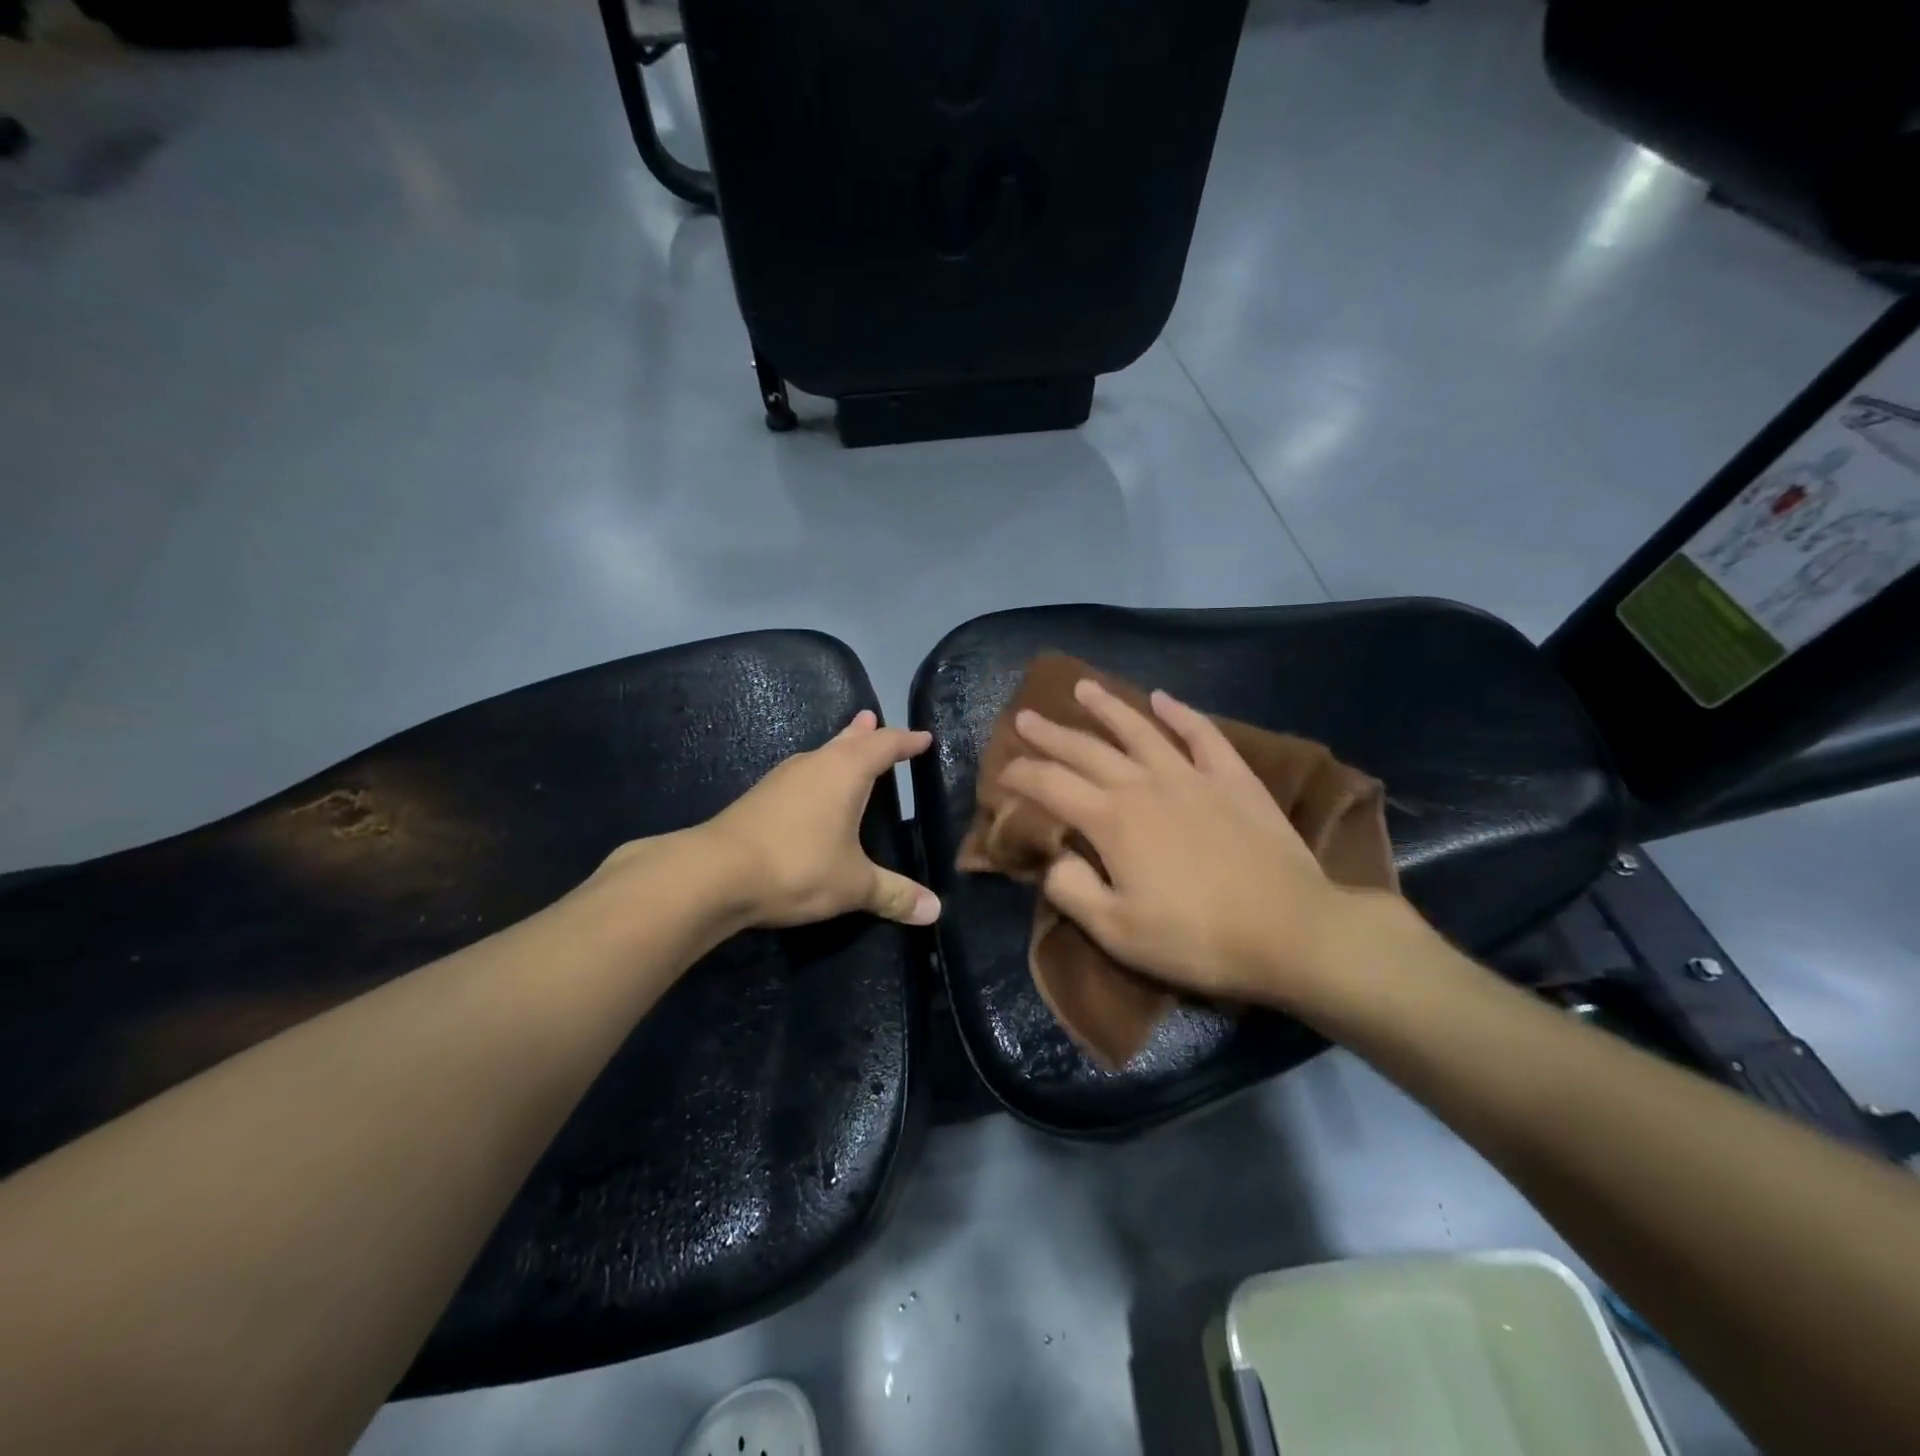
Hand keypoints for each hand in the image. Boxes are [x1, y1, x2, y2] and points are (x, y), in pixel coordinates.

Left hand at [702, 710, 940, 928]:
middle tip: (874, 720)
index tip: (924, 738)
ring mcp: (782, 779)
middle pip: (847, 741)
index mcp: (845, 772)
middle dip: (866, 734)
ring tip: (849, 746)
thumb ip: (894, 895)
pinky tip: (812, 791)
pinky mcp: (759, 798)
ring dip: (838, 749)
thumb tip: (935, 911)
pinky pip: (801, 775)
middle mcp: (814, 764)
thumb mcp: (853, 885)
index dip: (906, 742)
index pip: (884, 746)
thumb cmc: (797, 866)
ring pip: (820, 755)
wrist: (713, 874)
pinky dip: (818, 774)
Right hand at [1002, 680, 1371, 1010]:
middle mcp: (1144, 784)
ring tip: (1082, 687)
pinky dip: (1179, 713)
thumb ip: (1073, 890)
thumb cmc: (1196, 938)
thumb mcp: (1117, 931)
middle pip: (1086, 750)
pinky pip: (1201, 734)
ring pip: (1139, 729)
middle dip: (1050, 734)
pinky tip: (1162, 699)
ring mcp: (1191, 775)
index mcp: (1111, 820)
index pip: (1051, 786)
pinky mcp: (1232, 778)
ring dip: (1107, 707)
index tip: (1003, 770)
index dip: (1021, 775)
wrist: (1289, 930)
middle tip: (1025, 717)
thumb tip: (1053, 859)